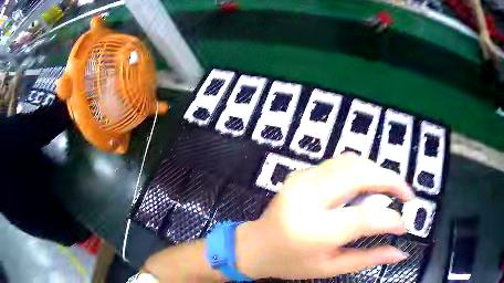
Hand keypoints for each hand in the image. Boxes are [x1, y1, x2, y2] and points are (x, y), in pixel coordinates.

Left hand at [236, 153, 414, 279]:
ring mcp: (302, 179)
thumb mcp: (330, 268)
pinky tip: (368, 185)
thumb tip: (400, 253)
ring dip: (377, 171)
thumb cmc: (290, 263)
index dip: (391, 220)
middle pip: (360, 175)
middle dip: (391, 180)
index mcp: (313, 230)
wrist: (256, 246)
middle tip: (407, 195)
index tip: (404, 225)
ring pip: (352, 161)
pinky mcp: (301, 173)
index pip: (364, 218)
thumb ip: (368, 259)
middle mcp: (307, 197)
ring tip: (390, 190)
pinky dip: (361, 169)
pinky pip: (339, 163)